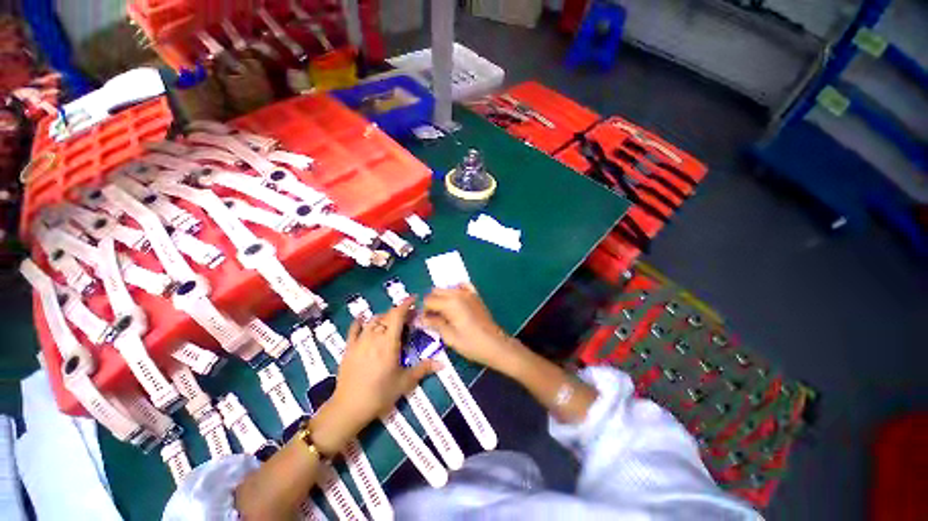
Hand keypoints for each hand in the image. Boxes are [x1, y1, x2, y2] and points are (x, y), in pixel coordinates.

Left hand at [321, 297, 439, 449]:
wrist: (349, 407)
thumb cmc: (380, 394)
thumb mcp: (405, 382)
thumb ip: (424, 369)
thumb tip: (443, 364)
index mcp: (389, 342)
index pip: (398, 315)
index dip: (406, 304)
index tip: (414, 298)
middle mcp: (374, 337)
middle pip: (387, 316)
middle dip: (399, 312)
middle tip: (409, 316)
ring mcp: (360, 341)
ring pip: (373, 320)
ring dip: (384, 317)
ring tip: (391, 321)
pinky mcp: (348, 348)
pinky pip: (353, 329)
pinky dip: (359, 322)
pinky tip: (362, 319)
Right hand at [422, 284, 527, 374]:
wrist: (496, 345)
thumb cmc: (471, 344)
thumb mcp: (449, 337)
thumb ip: (434, 323)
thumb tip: (419, 318)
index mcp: (450, 303)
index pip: (428, 300)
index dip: (423, 311)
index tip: (425, 322)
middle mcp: (458, 293)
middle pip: (435, 291)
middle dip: (431, 303)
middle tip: (433, 319)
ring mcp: (468, 292)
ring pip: (446, 288)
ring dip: (441, 298)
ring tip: (443, 314)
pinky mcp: (475, 295)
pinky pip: (461, 286)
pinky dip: (455, 291)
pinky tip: (455, 303)